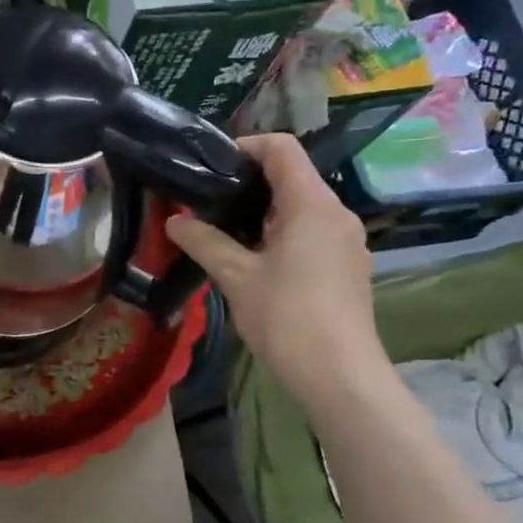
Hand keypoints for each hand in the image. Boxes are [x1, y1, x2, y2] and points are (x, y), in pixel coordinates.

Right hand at [164, 133, 382, 394]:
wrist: (339, 375)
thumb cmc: (287, 318)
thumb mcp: (236, 277)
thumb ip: (204, 242)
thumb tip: (175, 220)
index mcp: (312, 204)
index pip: (283, 148)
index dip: (247, 146)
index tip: (212, 166)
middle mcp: (337, 213)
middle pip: (293, 177)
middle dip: (250, 183)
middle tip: (209, 201)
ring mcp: (347, 241)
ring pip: (303, 208)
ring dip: (265, 212)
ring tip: (226, 232)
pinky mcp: (348, 266)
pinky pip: (313, 233)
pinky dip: (284, 234)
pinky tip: (257, 262)